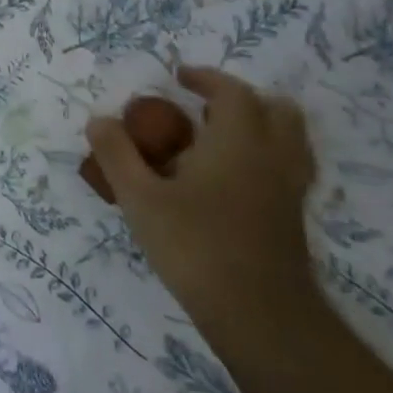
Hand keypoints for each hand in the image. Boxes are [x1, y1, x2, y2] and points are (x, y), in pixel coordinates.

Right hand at [85, 66, 316, 329]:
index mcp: (238, 141)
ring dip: (258, 126)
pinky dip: (264, 157)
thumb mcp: (139, 198)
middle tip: (203, 108)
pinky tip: (230, 180)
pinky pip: (287, 167)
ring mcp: (289, 188)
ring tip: (218, 140)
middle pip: (275, 109)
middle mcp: (272, 155)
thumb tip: (99, 120)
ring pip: (289, 139)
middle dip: (241, 99)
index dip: (207, 78)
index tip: (180, 77)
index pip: (232, 92)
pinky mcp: (293, 217)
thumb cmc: (195, 246)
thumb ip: (117, 154)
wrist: (259, 315)